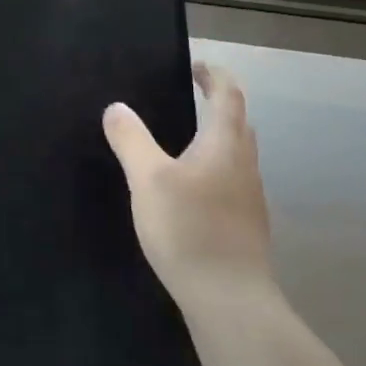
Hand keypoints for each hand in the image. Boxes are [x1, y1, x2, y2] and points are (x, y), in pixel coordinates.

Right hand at [103, 63, 274, 310]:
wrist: (229, 299)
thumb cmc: (188, 229)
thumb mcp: (147, 179)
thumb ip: (131, 140)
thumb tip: (116, 107)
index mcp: (224, 145)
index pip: (229, 97)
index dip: (215, 77)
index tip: (199, 66)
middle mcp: (244, 166)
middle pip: (239, 125)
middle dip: (220, 105)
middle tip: (192, 97)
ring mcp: (249, 199)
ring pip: (237, 156)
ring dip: (218, 139)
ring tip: (186, 142)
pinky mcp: (245, 227)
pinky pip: (231, 182)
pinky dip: (215, 169)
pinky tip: (191, 191)